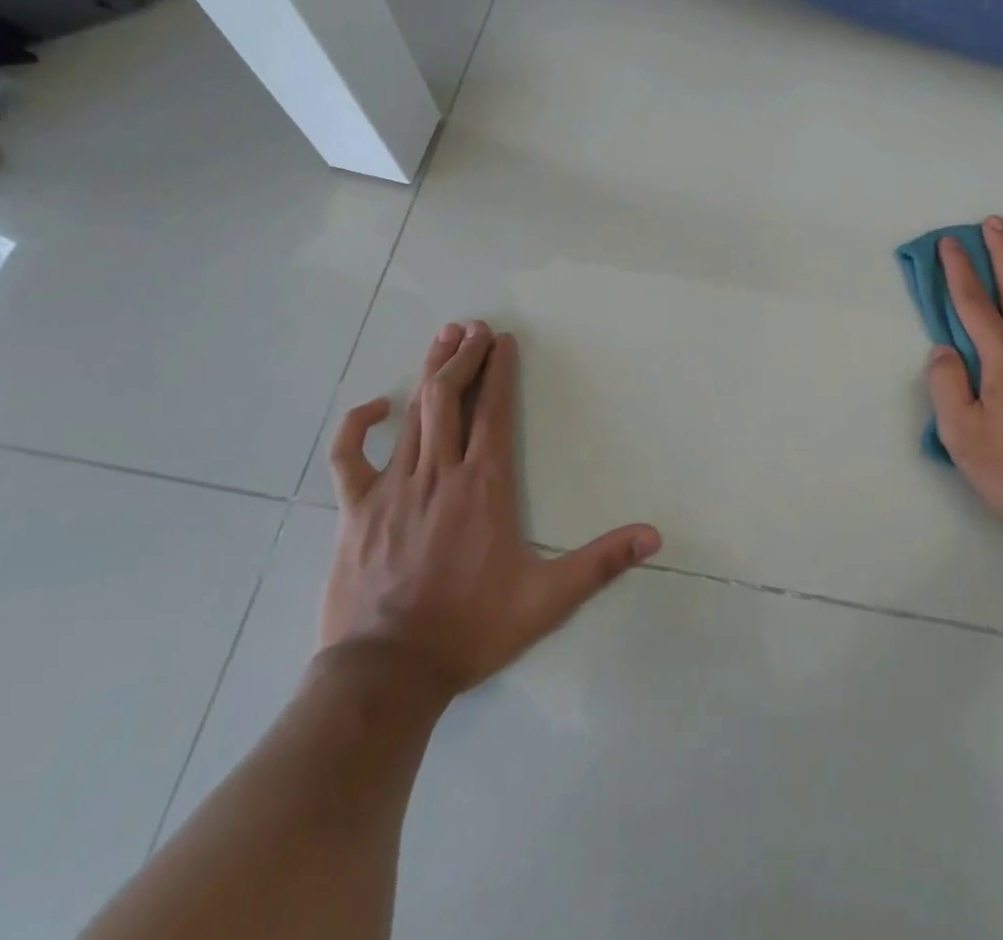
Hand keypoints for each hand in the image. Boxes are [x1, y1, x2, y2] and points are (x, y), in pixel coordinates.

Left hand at [320, 321, 661, 703]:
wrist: (387, 675)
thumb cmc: (470, 630)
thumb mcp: (547, 600)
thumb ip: (601, 563)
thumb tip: (654, 536)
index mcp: (483, 486)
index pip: (493, 411)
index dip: (499, 370)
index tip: (503, 340)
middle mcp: (438, 474)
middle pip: (448, 398)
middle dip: (463, 356)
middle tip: (474, 327)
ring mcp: (391, 488)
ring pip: (411, 414)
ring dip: (428, 372)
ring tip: (443, 338)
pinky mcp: (354, 510)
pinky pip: (348, 455)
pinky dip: (358, 425)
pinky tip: (375, 406)